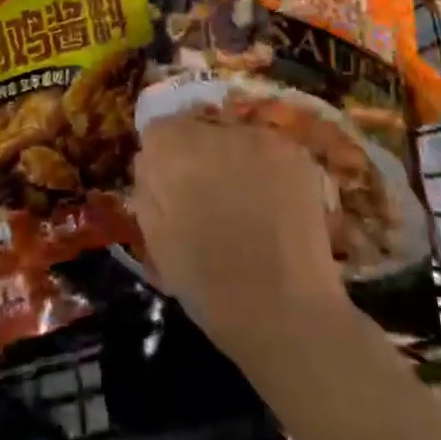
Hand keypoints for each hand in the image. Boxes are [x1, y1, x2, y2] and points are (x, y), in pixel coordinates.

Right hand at [132, 117, 348, 363]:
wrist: (284, 312)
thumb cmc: (209, 287)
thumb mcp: (156, 241)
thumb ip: (148, 190)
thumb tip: (152, 163)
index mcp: (171, 152)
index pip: (158, 131)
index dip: (165, 159)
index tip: (174, 186)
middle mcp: (213, 130)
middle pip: (198, 127)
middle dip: (200, 154)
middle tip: (211, 194)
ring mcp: (257, 137)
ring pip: (235, 136)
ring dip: (234, 157)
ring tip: (246, 201)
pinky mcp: (292, 150)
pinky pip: (268, 149)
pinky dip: (267, 168)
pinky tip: (274, 203)